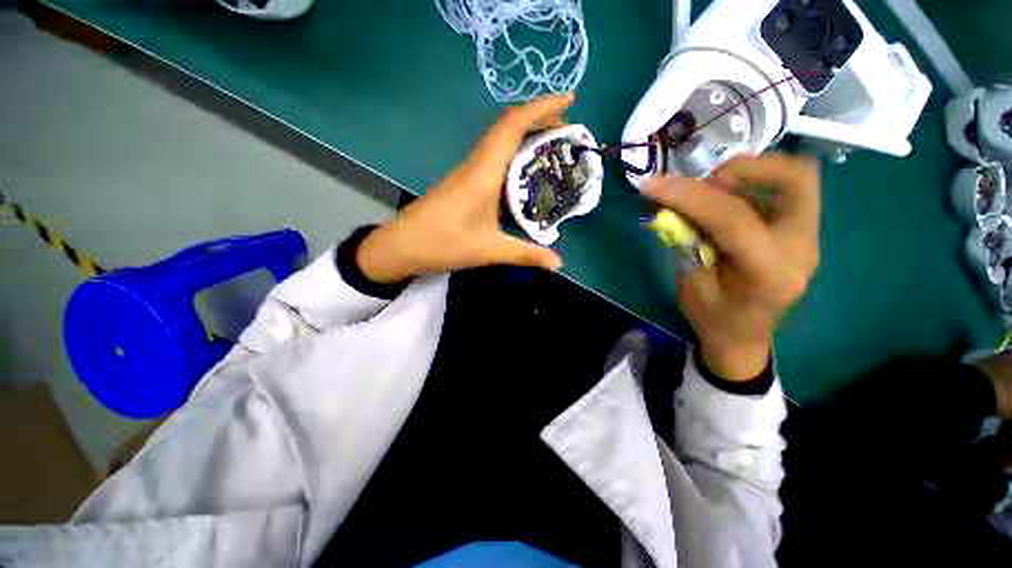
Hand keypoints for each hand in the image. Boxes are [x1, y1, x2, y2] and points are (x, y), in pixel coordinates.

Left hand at [356, 94, 572, 282]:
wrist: (401, 246)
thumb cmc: (443, 244)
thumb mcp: (489, 250)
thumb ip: (526, 254)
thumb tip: (559, 263)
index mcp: (483, 172)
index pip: (513, 126)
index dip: (542, 107)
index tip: (569, 99)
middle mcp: (476, 164)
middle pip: (508, 127)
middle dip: (540, 120)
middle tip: (568, 131)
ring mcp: (468, 172)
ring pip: (500, 141)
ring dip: (527, 136)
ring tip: (553, 147)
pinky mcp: (464, 182)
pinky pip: (493, 158)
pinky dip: (514, 154)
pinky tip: (525, 172)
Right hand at [644, 154, 820, 380]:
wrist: (743, 338)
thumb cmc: (713, 319)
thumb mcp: (690, 285)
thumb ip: (687, 243)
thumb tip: (672, 207)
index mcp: (768, 273)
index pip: (732, 218)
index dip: (688, 196)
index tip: (652, 186)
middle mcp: (800, 249)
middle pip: (796, 180)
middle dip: (746, 167)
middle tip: (705, 179)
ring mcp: (807, 238)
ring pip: (795, 180)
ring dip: (748, 173)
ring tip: (710, 188)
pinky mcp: (801, 233)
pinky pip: (782, 194)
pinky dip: (750, 187)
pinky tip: (723, 202)